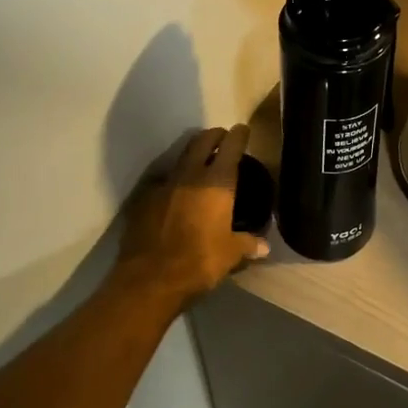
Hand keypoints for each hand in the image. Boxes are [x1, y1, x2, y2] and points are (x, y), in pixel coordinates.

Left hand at [115, 125, 267, 306]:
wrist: (150, 278)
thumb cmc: (199, 261)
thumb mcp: (230, 254)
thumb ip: (247, 244)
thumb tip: (264, 246)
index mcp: (217, 183)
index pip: (231, 147)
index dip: (238, 135)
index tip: (242, 130)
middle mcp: (190, 175)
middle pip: (202, 142)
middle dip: (214, 136)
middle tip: (222, 137)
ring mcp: (163, 185)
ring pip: (181, 158)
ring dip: (192, 155)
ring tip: (200, 160)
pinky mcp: (143, 199)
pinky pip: (163, 182)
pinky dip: (173, 181)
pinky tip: (176, 192)